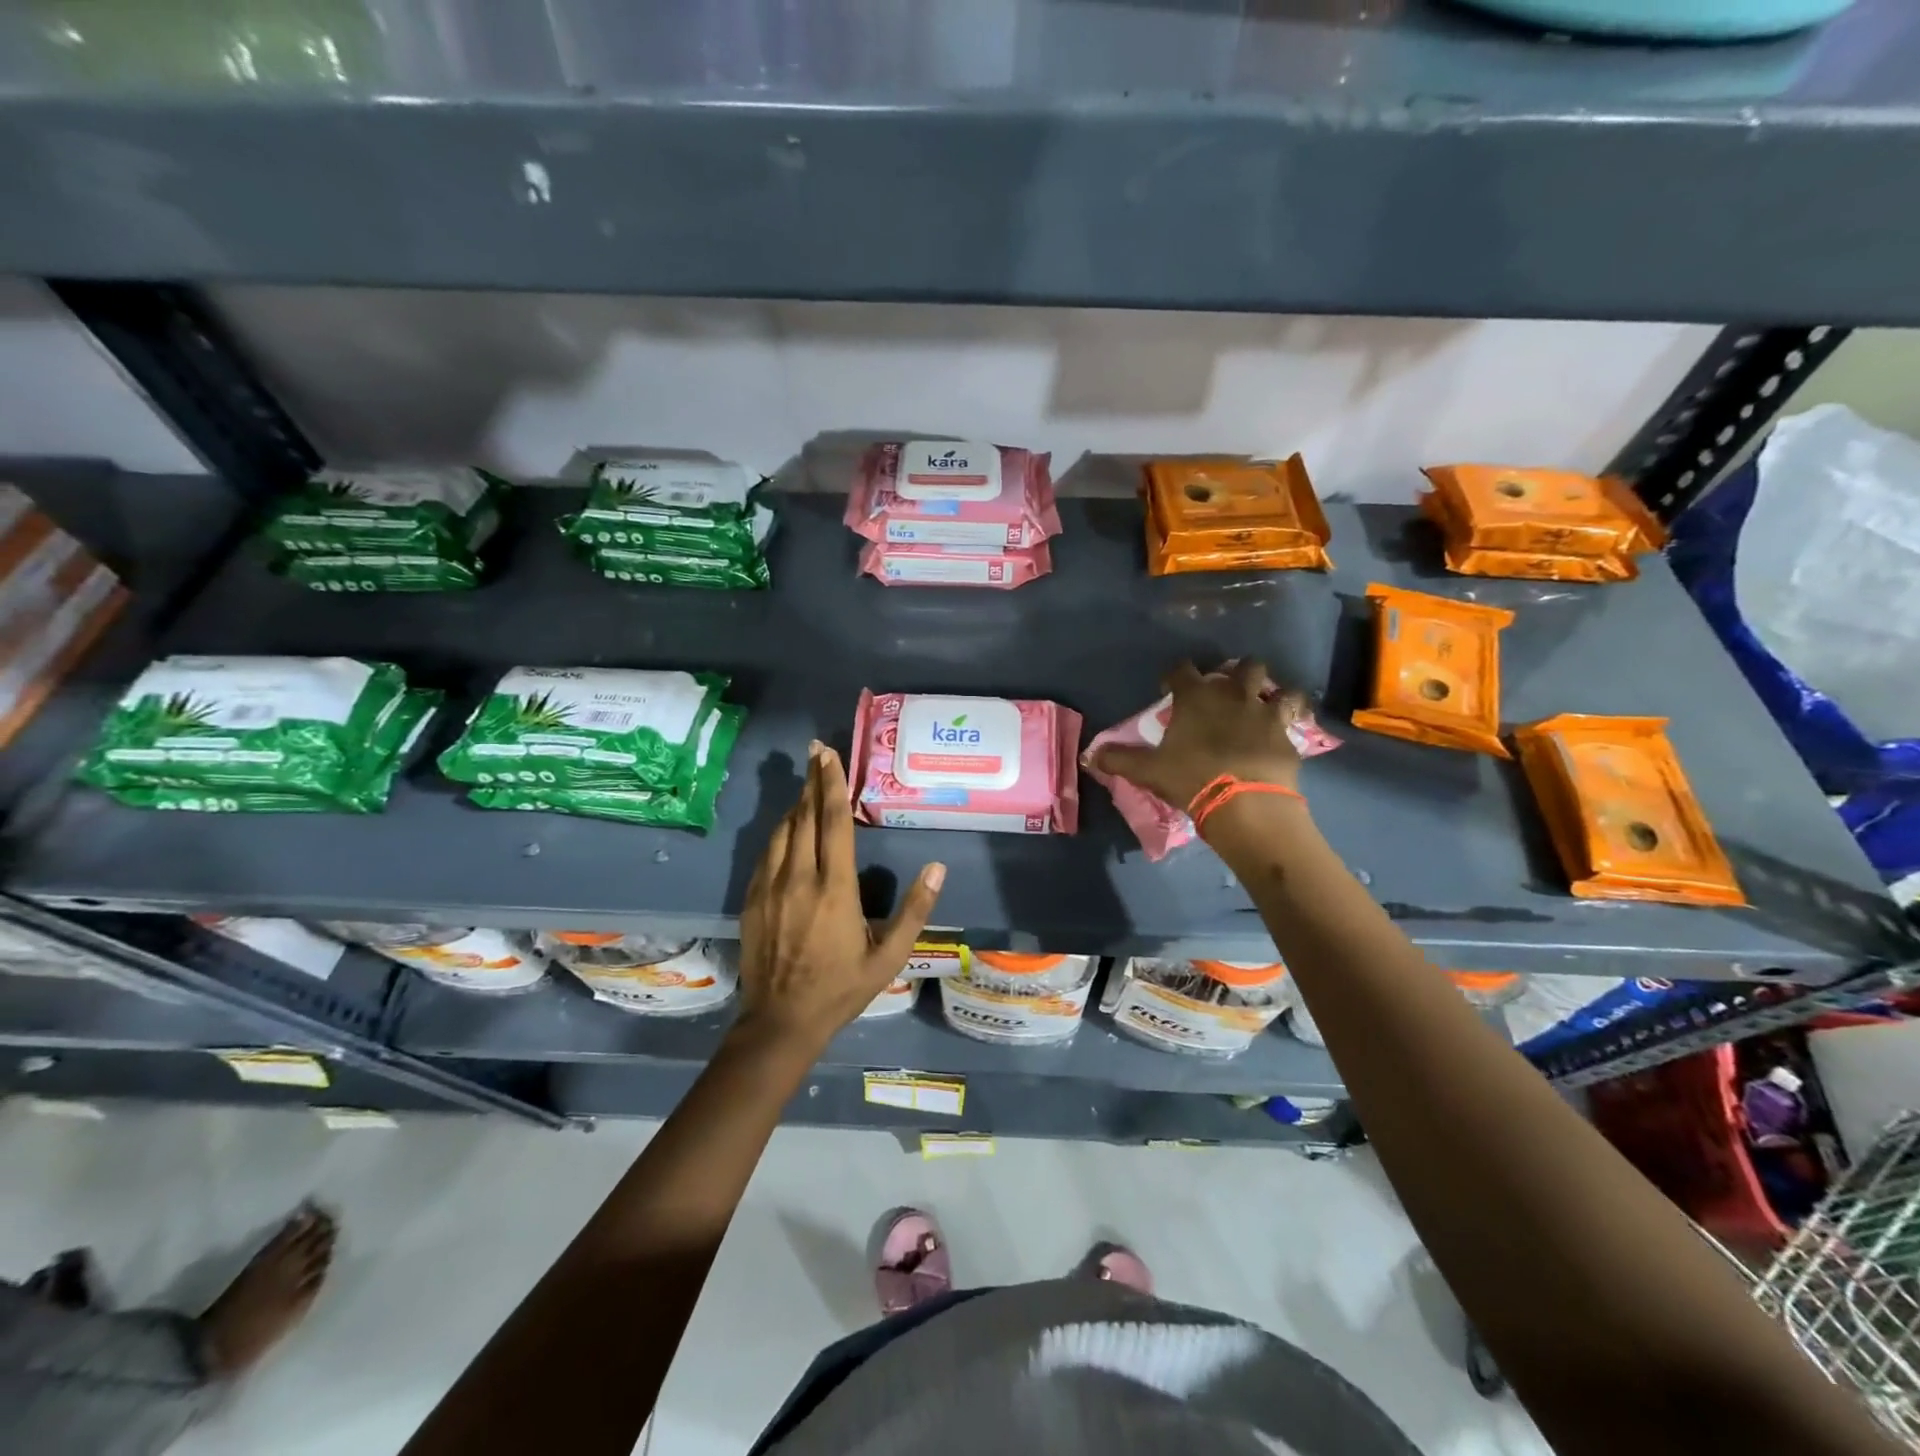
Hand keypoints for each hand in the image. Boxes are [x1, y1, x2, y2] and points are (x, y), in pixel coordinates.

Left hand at [736, 741, 944, 1051]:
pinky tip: (788, 825)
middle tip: (816, 750)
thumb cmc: (841, 989)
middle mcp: (799, 879)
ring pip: (783, 831)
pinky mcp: (753, 898)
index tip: (829, 755)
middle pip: (805, 816)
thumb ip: (914, 911)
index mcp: (835, 889)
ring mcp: (770, 887)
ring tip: (808, 784)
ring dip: (797, 803)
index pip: (833, 822)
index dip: (832, 784)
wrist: (780, 1022)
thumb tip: (937, 868)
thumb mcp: (889, 957)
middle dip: (812, 780)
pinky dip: (780, 830)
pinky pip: (767, 852)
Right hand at [1090, 660, 1306, 813]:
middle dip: (1235, 673)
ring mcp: (1265, 713)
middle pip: (1242, 666)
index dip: (1174, 676)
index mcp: (1196, 698)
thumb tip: (1089, 756)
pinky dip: (1293, 719)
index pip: (1182, 670)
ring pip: (1277, 686)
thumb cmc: (1191, 778)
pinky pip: (1296, 717)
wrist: (1245, 803)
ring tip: (1264, 704)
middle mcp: (1233, 695)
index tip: (1169, 689)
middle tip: (1225, 691)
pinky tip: (1286, 729)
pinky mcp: (1288, 735)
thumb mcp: (1148, 771)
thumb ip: (1118, 759)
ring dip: (1272, 691)